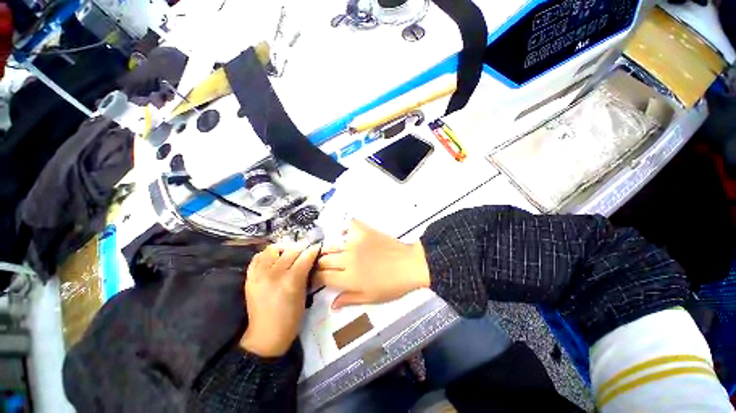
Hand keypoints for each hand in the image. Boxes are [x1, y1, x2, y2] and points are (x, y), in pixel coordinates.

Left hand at [240, 243, 319, 356]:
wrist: (266, 334)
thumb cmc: (291, 317)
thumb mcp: (304, 294)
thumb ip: (306, 274)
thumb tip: (310, 258)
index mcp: (291, 281)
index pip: (305, 257)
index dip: (313, 249)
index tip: (317, 245)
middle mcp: (274, 274)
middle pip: (290, 251)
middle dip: (301, 247)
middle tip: (306, 247)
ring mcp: (259, 275)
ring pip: (272, 250)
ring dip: (283, 249)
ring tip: (288, 253)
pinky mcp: (249, 278)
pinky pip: (257, 258)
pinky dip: (266, 255)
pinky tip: (273, 260)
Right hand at [316, 220, 430, 309]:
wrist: (410, 265)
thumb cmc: (392, 286)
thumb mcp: (371, 298)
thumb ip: (349, 299)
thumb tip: (332, 305)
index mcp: (349, 279)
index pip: (323, 277)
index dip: (316, 278)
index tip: (317, 277)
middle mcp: (348, 259)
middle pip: (324, 260)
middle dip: (321, 265)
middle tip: (326, 266)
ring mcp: (355, 243)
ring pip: (332, 245)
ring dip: (330, 250)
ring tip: (334, 253)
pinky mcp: (364, 231)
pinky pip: (349, 226)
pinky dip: (345, 229)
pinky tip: (347, 235)